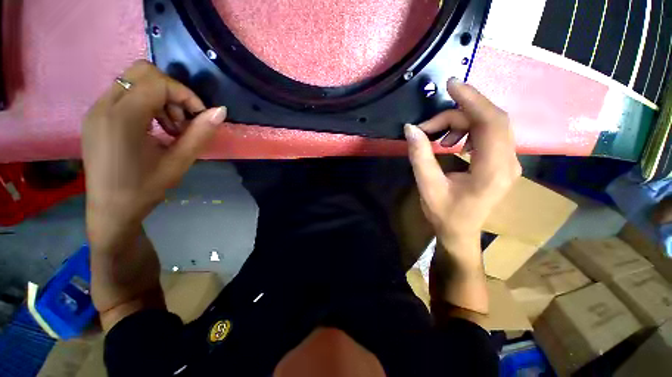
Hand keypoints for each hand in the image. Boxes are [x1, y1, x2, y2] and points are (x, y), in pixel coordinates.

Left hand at [83, 60, 225, 246]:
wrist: (110, 210)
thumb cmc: (145, 189)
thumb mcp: (179, 162)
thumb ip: (200, 134)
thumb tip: (221, 111)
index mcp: (122, 119)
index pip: (157, 82)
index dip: (185, 95)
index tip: (199, 117)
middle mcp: (103, 106)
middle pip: (142, 71)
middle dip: (171, 91)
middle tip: (182, 120)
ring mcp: (96, 109)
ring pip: (133, 80)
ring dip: (159, 97)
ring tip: (170, 128)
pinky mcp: (95, 116)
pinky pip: (124, 93)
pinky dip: (146, 103)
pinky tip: (154, 128)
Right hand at [405, 79, 520, 264]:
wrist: (460, 232)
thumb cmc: (444, 213)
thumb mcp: (427, 186)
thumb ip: (420, 156)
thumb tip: (411, 129)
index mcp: (493, 170)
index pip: (490, 122)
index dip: (471, 100)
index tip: (450, 85)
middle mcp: (508, 162)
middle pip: (490, 120)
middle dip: (458, 112)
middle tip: (428, 123)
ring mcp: (508, 161)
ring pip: (489, 125)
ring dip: (460, 122)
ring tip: (436, 137)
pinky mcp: (501, 162)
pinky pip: (488, 134)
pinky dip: (467, 130)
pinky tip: (450, 142)